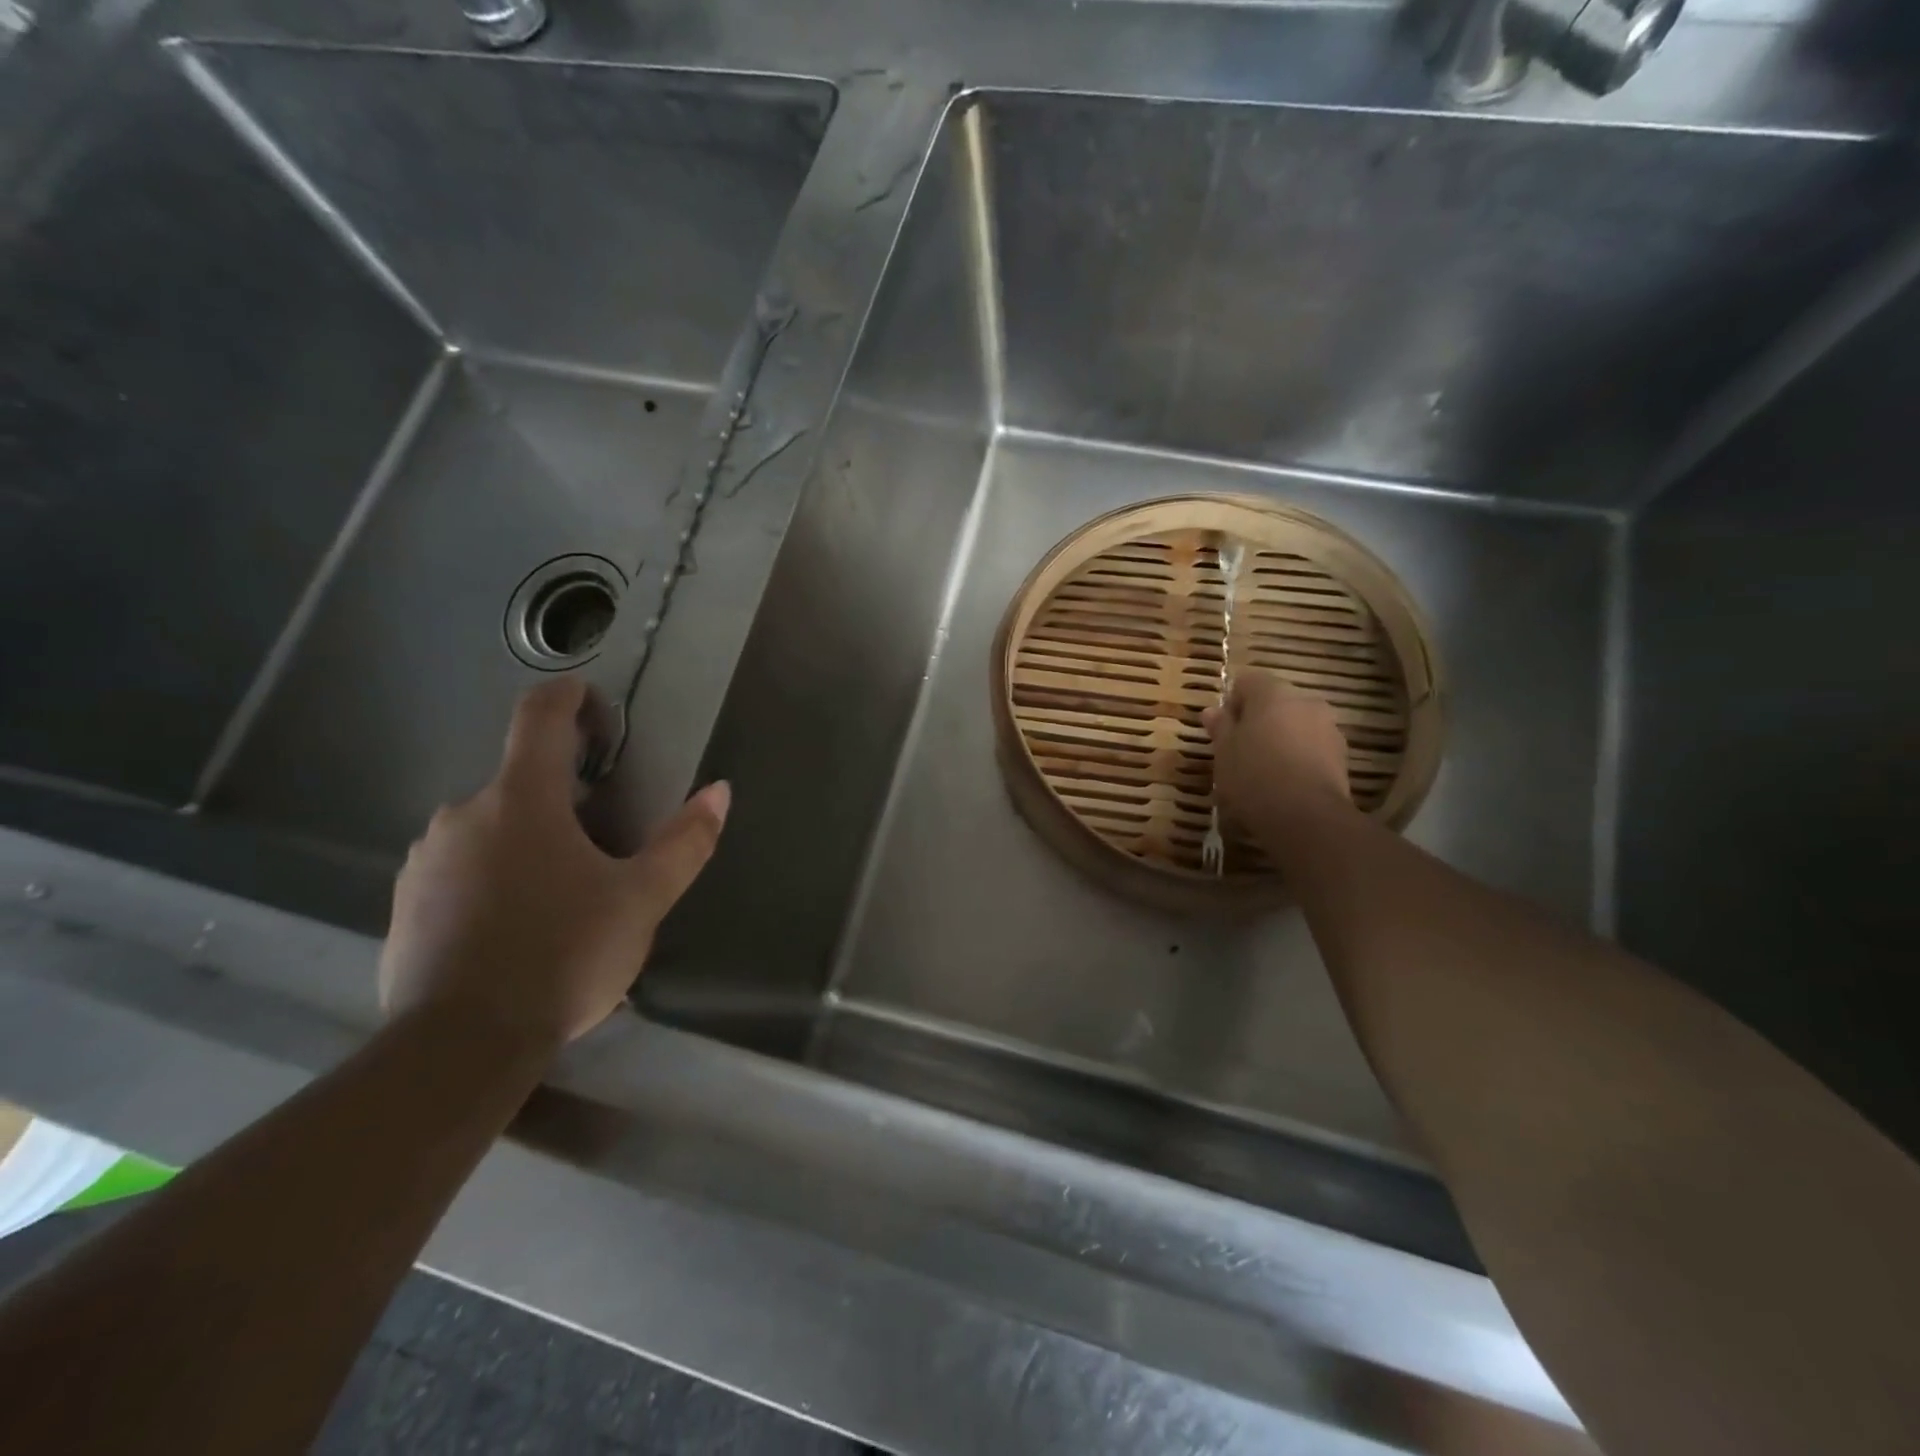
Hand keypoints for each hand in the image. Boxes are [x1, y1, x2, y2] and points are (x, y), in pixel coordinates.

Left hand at [379, 678, 728, 1049]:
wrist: (457, 1047)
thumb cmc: (562, 956)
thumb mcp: (642, 900)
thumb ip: (684, 842)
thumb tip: (719, 791)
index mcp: (522, 799)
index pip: (538, 717)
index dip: (567, 696)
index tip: (589, 698)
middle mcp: (464, 814)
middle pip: (520, 781)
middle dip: (561, 797)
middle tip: (601, 844)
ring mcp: (426, 859)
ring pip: (490, 828)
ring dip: (527, 840)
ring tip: (562, 895)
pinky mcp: (406, 903)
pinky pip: (460, 868)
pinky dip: (493, 876)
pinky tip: (517, 927)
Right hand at [1203, 670, 1351, 831]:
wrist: (1306, 816)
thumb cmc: (1254, 776)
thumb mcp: (1223, 753)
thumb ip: (1220, 727)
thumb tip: (1212, 711)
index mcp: (1272, 693)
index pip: (1247, 681)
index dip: (1232, 701)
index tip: (1223, 729)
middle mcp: (1305, 701)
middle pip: (1275, 701)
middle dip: (1258, 719)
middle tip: (1240, 749)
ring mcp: (1328, 727)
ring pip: (1296, 724)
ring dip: (1281, 737)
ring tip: (1264, 769)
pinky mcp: (1342, 755)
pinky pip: (1312, 746)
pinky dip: (1298, 756)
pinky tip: (1285, 782)